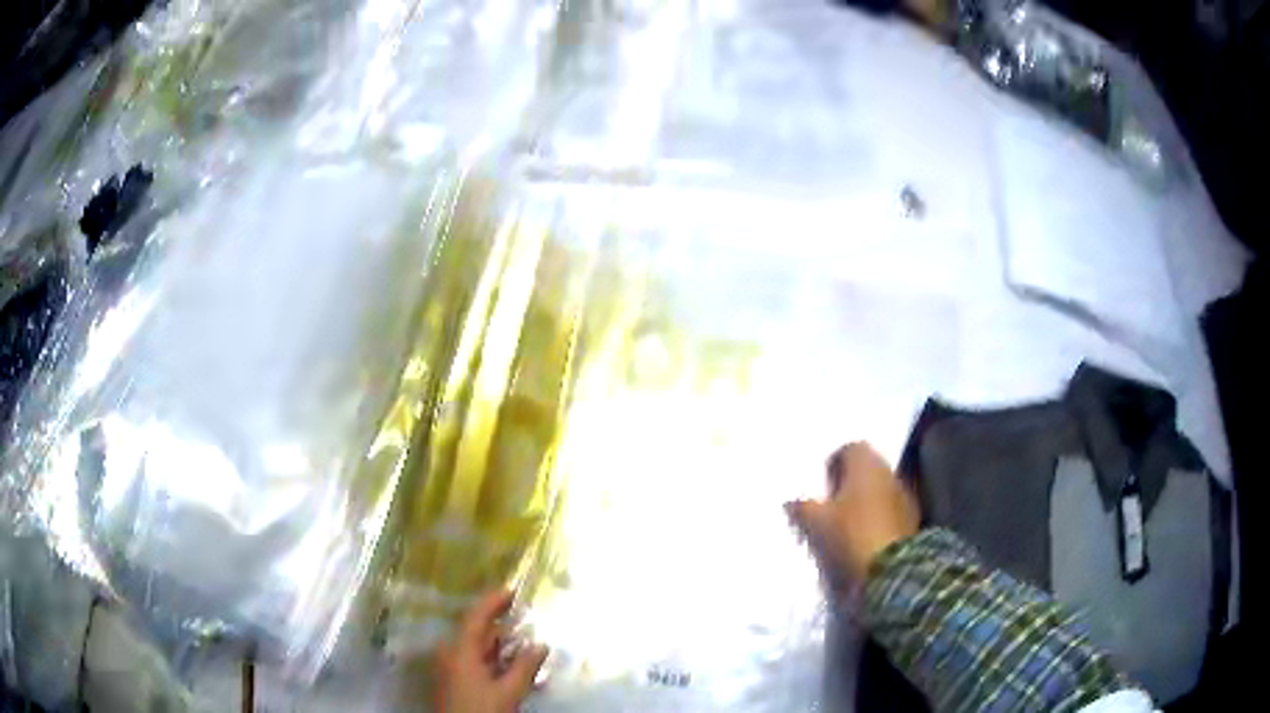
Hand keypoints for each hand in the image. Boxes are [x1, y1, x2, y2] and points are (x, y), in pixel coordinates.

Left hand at [432, 590, 548, 712]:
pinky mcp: (453, 680)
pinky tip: (511, 665)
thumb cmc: (482, 711)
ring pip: (476, 648)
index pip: (475, 617)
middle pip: (476, 632)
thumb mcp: (509, 691)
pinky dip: (493, 659)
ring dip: (499, 645)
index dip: (492, 601)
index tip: (512, 590)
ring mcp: (449, 667)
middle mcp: (450, 653)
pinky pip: (473, 661)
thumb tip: (541, 644)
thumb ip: (525, 666)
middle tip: (524, 617)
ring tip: (524, 643)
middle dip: (501, 625)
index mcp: (459, 650)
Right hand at [786, 442, 919, 584]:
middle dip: (850, 484)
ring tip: (844, 527)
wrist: (891, 569)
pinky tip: (862, 540)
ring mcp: (904, 497)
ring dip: (865, 503)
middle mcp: (889, 473)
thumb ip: (801, 508)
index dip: (835, 464)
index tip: (822, 485)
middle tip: (829, 506)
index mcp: (867, 464)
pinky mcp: (912, 521)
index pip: (851, 448)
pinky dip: (877, 520)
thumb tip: (792, 502)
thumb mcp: (815, 523)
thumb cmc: (850, 535)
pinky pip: (889, 512)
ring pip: (880, 491)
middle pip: (867, 469)